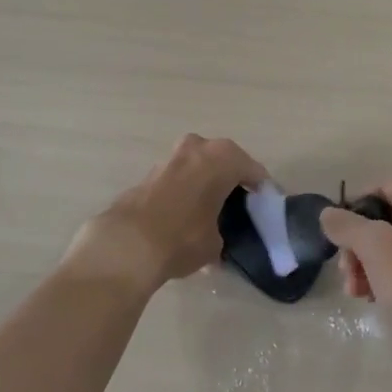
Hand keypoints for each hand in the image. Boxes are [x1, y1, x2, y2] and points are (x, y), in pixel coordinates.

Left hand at [65, 134, 265, 291]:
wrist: (127, 244)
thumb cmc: (184, 237)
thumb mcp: (215, 243)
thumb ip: (222, 232)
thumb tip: (216, 239)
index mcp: (223, 158)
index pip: (252, 171)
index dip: (261, 190)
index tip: (265, 206)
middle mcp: (197, 148)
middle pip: (224, 161)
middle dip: (231, 179)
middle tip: (238, 204)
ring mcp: (170, 157)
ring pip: (197, 166)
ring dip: (205, 182)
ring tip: (210, 209)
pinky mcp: (148, 173)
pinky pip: (178, 178)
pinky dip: (185, 190)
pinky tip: (185, 213)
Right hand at [320, 177, 391, 355]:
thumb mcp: (374, 247)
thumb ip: (347, 224)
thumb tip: (328, 213)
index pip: (384, 187)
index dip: (355, 207)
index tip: (337, 234)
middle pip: (388, 217)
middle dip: (360, 244)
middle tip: (345, 270)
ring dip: (369, 262)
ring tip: (355, 290)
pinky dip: (389, 274)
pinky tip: (372, 297)